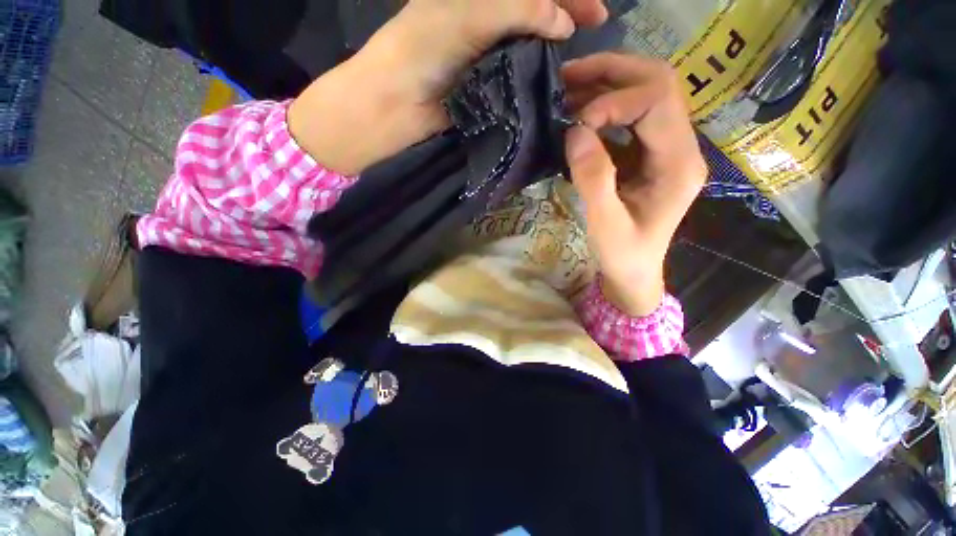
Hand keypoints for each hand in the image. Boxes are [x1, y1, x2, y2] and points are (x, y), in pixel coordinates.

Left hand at [289, 0, 607, 175]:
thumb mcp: (469, 16)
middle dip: (565, 19)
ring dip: (552, 53)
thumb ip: (519, 13)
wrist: (395, 103)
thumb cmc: (421, 50)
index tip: (597, 11)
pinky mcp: (485, 89)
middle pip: (532, 15)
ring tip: (579, 61)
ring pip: (526, 49)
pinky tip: (552, 85)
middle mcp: (484, 23)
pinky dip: (533, 81)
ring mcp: (486, 58)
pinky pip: (514, 80)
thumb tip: (564, 24)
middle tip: (595, 29)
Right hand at [562, 53, 706, 315]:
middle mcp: (681, 147)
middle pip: (658, 84)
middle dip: (612, 72)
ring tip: (567, 89)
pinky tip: (577, 115)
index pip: (657, 102)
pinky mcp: (648, 155)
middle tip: (568, 76)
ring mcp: (666, 149)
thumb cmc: (623, 255)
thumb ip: (592, 179)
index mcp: (678, 163)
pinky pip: (630, 118)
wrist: (634, 272)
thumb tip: (575, 132)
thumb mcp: (605, 224)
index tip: (576, 122)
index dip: (614, 101)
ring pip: (645, 94)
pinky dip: (603, 109)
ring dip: (606, 85)